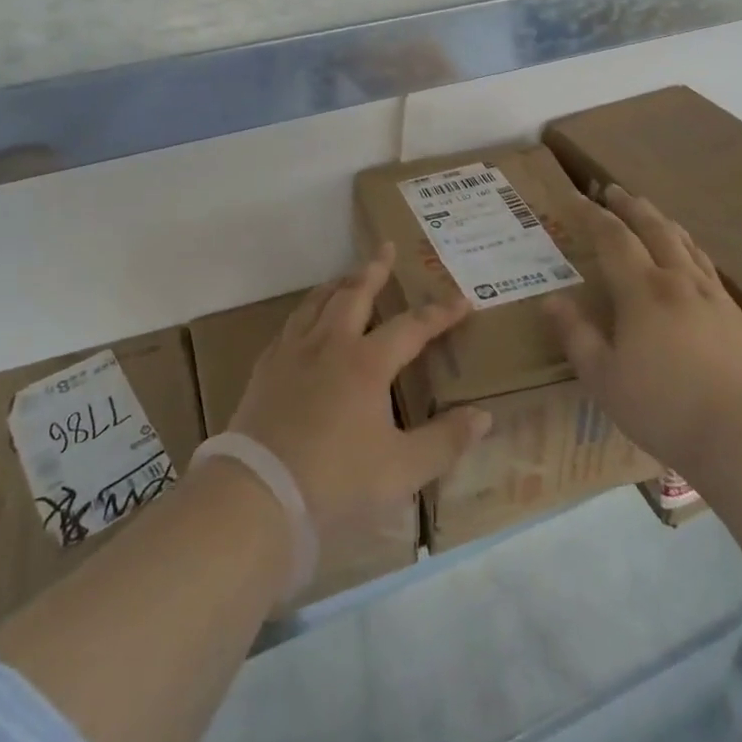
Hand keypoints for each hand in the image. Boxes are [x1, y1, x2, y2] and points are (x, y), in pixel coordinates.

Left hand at [228, 245, 491, 535]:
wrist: (258, 493)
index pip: (412, 327)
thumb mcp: (401, 470)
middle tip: (387, 248)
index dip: (439, 313)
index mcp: (367, 364)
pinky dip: (306, 311)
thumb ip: (445, 442)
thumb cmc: (336, 481)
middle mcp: (331, 345)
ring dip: (338, 284)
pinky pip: (291, 325)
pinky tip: (306, 320)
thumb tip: (483, 415)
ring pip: (318, 302)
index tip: (461, 300)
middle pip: (355, 294)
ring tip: (348, 275)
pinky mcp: (266, 368)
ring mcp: (293, 353)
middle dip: (375, 270)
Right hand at [543, 185, 741, 468]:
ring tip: (652, 214)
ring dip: (664, 223)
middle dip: (631, 207)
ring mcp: (715, 298)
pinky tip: (693, 261)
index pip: (614, 239)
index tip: (577, 197)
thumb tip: (551, 301)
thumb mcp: (605, 379)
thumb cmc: (665, 408)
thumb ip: (577, 337)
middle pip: (654, 230)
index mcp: (643, 292)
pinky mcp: (739, 318)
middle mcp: (679, 282)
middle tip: (614, 190)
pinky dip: (692, 250)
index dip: (593, 216)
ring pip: (686, 245)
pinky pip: (709, 268)